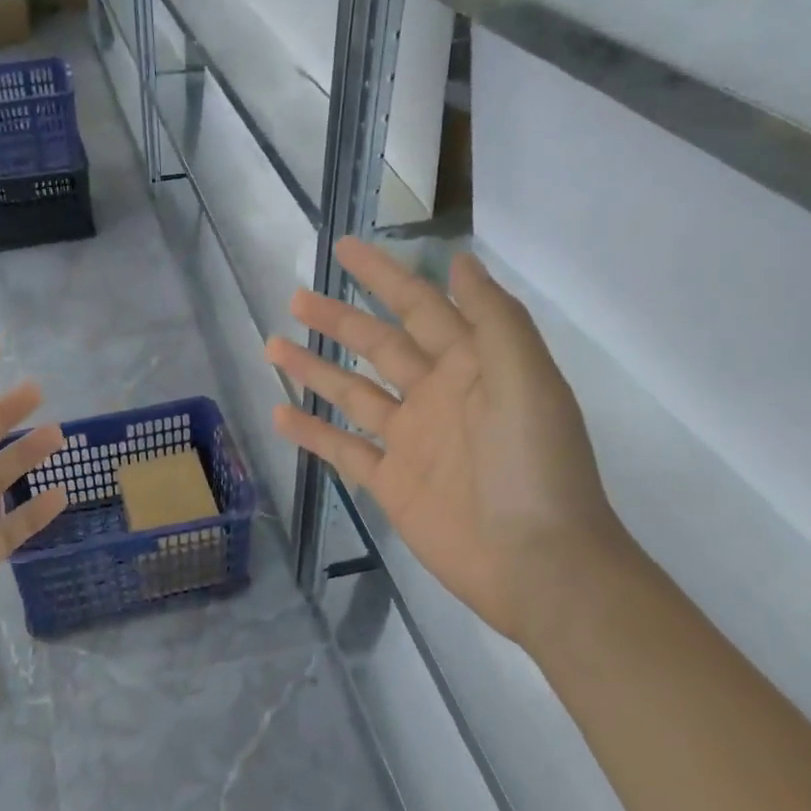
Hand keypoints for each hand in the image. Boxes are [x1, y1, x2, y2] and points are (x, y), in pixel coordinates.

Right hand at [266, 239, 623, 646]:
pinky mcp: (390, 480)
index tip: (344, 248)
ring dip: (314, 369)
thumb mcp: (526, 380)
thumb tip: (461, 261)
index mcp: (471, 365)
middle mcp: (436, 394)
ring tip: (273, 345)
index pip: (419, 306)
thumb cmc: (534, 466)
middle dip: (338, 320)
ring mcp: (410, 439)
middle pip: (377, 345)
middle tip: (296, 297)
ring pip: (351, 393)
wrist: (538, 562)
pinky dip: (312, 431)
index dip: (383, 275)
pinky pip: (342, 448)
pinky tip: (279, 413)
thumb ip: (493, 319)